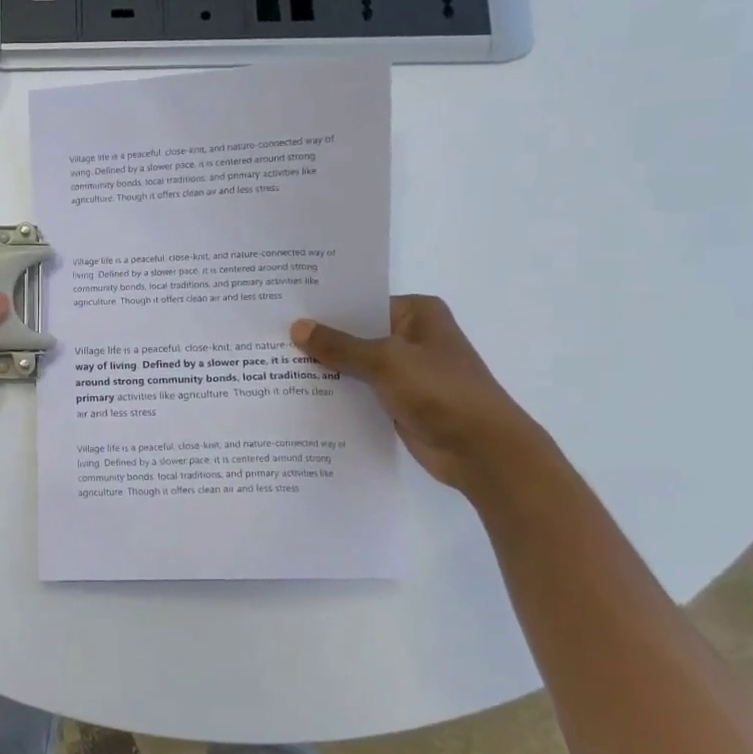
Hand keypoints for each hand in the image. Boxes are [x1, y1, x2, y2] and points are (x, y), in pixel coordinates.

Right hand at [290, 296, 546, 489]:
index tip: (283, 310)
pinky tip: (300, 396)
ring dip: (325, 369)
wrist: (482, 450)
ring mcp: (405, 371)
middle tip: (269, 339)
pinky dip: (337, 393)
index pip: (360, 302)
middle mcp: (411, 337)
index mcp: (417, 314)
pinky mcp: (399, 401)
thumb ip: (340, 345)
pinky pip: (360, 391)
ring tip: (274, 366)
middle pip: (355, 334)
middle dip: (319, 340)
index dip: (324, 308)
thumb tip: (298, 327)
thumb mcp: (385, 361)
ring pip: (355, 365)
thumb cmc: (440, 391)